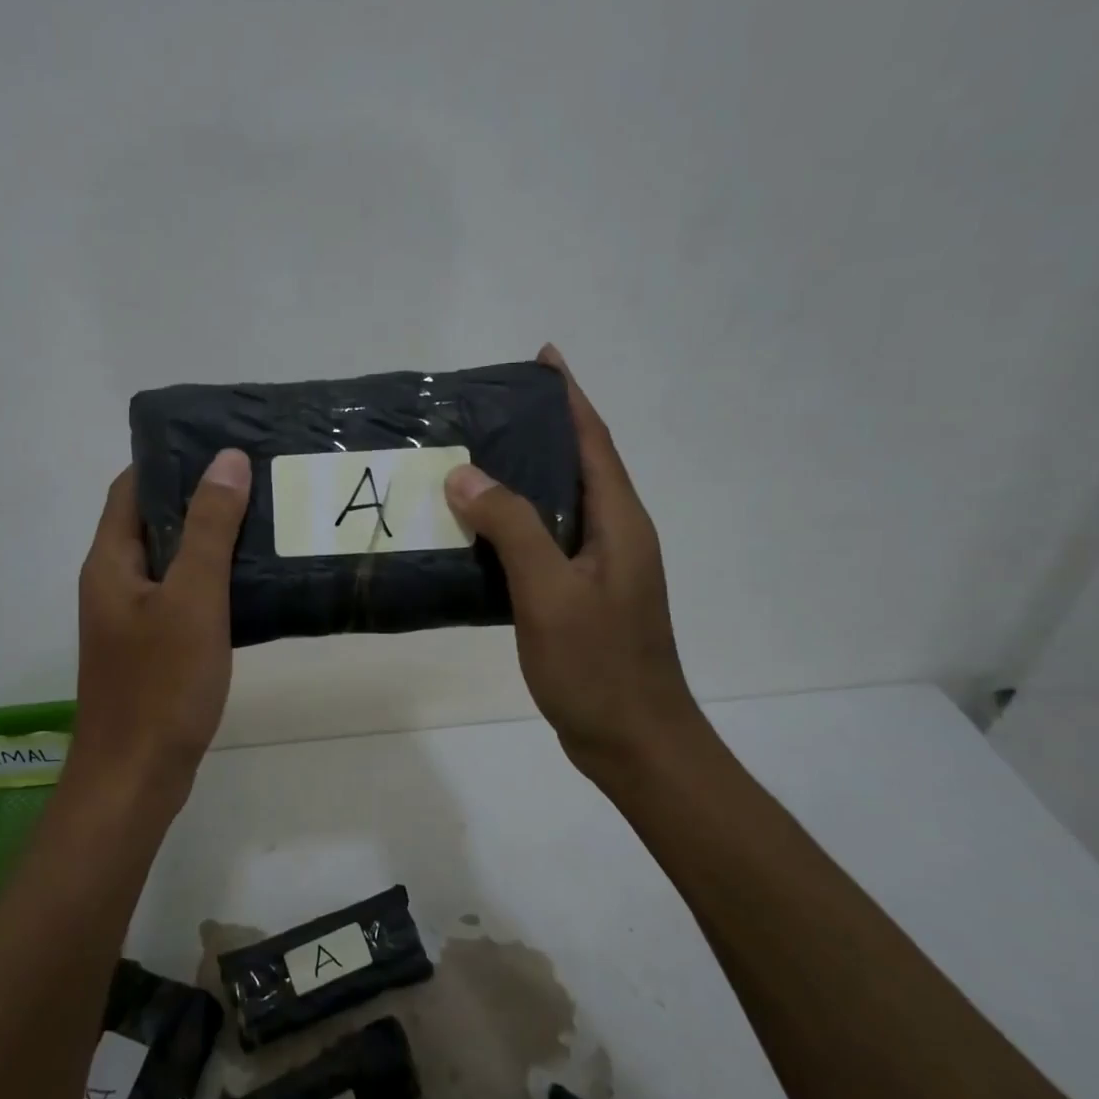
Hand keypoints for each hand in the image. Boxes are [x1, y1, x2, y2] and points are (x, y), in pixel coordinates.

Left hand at [72, 449, 251, 804]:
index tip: (221, 444)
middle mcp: (114, 582)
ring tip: (264, 519)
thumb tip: (225, 459)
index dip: (170, 460)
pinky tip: (253, 581)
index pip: (132, 487)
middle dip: (199, 497)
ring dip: (209, 539)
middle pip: (153, 522)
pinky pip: (182, 597)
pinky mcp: (153, 647)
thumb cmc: (161, 685)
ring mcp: (131, 618)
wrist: (136, 777)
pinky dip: (212, 580)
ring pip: (171, 561)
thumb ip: (208, 529)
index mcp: (111, 561)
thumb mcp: (192, 599)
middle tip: (256, 478)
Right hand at [445, 345, 698, 782]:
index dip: (570, 397)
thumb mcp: (550, 592)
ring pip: (557, 507)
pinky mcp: (581, 598)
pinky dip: (513, 527)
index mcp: (620, 523)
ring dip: (521, 480)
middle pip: (577, 467)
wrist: (633, 741)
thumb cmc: (598, 665)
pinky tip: (476, 532)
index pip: (593, 442)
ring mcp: (599, 570)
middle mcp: (615, 536)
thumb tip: (466, 474)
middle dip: (540, 431)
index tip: (544, 358)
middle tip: (486, 411)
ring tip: (470, 461)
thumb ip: (513, 527)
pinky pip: (544, 544)